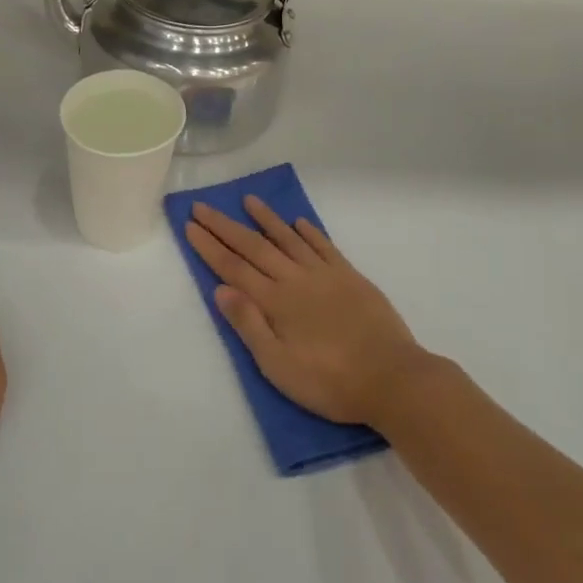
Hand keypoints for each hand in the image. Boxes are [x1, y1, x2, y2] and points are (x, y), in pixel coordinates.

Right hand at [183, 197, 432, 428]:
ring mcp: (325, 274)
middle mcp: (295, 279)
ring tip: (248, 200)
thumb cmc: (329, 381)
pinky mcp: (350, 277)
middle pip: (254, 247)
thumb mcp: (278, 366)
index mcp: (275, 302)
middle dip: (225, 226)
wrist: (391, 378)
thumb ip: (249, 325)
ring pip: (288, 238)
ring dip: (266, 218)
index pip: (233, 268)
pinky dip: (308, 231)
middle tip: (203, 206)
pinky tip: (299, 222)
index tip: (190, 225)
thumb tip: (220, 289)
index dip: (210, 246)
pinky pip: (324, 246)